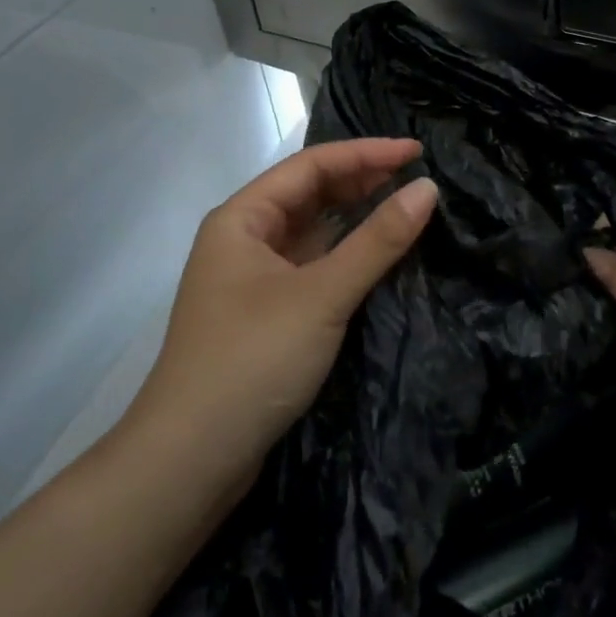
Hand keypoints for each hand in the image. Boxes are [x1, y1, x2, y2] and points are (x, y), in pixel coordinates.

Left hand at [117, 139, 436, 496]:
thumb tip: (428, 190)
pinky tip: (375, 254)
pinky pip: (311, 264)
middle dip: (361, 180)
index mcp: (242, 218)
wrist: (187, 464)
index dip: (366, 153)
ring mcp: (252, 278)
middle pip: (308, 193)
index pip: (311, 165)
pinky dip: (344, 253)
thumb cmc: (251, 361)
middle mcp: (243, 238)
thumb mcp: (321, 295)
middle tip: (416, 178)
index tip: (416, 152)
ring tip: (404, 206)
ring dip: (354, 215)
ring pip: (310, 230)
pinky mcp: (264, 313)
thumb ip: (377, 241)